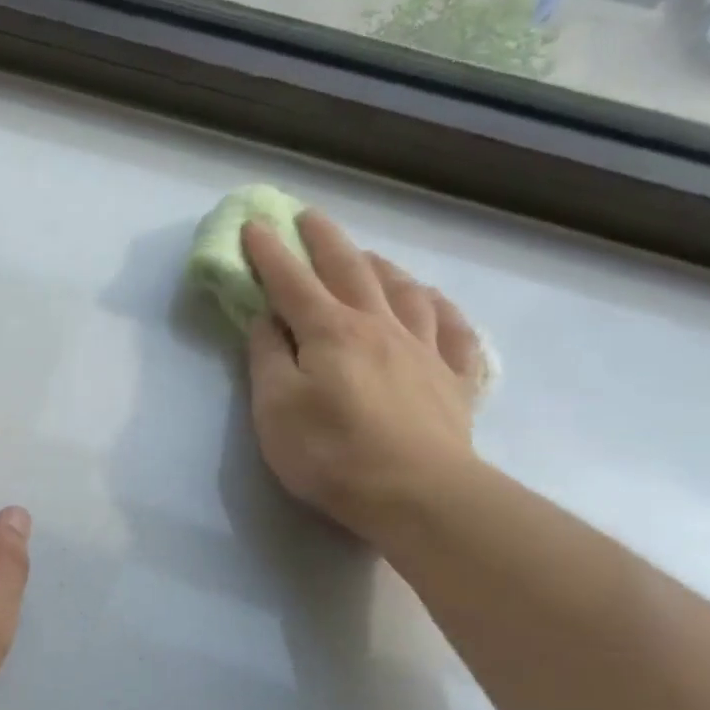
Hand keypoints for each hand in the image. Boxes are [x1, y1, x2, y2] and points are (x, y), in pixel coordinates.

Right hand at [242, 210, 486, 543]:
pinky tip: (433, 303)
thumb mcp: (275, 409)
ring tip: (368, 257)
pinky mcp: (454, 380)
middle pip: (350, 270)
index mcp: (330, 331)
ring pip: (404, 291)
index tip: (254, 224)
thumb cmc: (331, 453)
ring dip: (381, 266)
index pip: (292, 282)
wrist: (416, 493)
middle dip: (325, 240)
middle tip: (309, 217)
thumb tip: (266, 319)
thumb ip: (267, 359)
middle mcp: (379, 326)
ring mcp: (424, 349)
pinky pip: (453, 330)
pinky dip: (441, 309)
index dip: (270, 253)